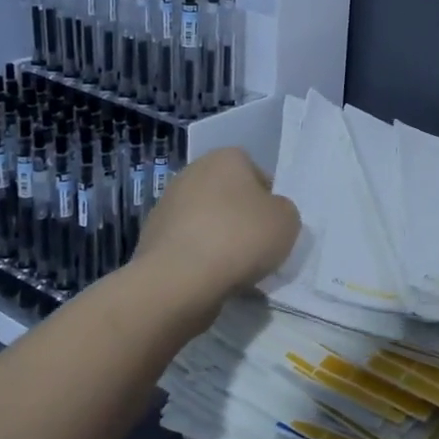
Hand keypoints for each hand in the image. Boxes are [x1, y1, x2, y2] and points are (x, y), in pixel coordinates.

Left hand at [133, 148, 299, 308]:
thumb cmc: (240, 237)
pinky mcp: (151, 238)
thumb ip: (283, 211)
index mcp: (226, 158)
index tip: (274, 227)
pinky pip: (188, 247)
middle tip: (257, 249)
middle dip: (241, 220)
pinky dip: (199, 260)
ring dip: (219, 241)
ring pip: (207, 223)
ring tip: (235, 271)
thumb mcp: (287, 221)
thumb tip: (269, 216)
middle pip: (229, 198)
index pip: (257, 175)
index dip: (269, 201)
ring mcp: (167, 205)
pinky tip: (211, 280)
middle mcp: (192, 173)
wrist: (178, 279)